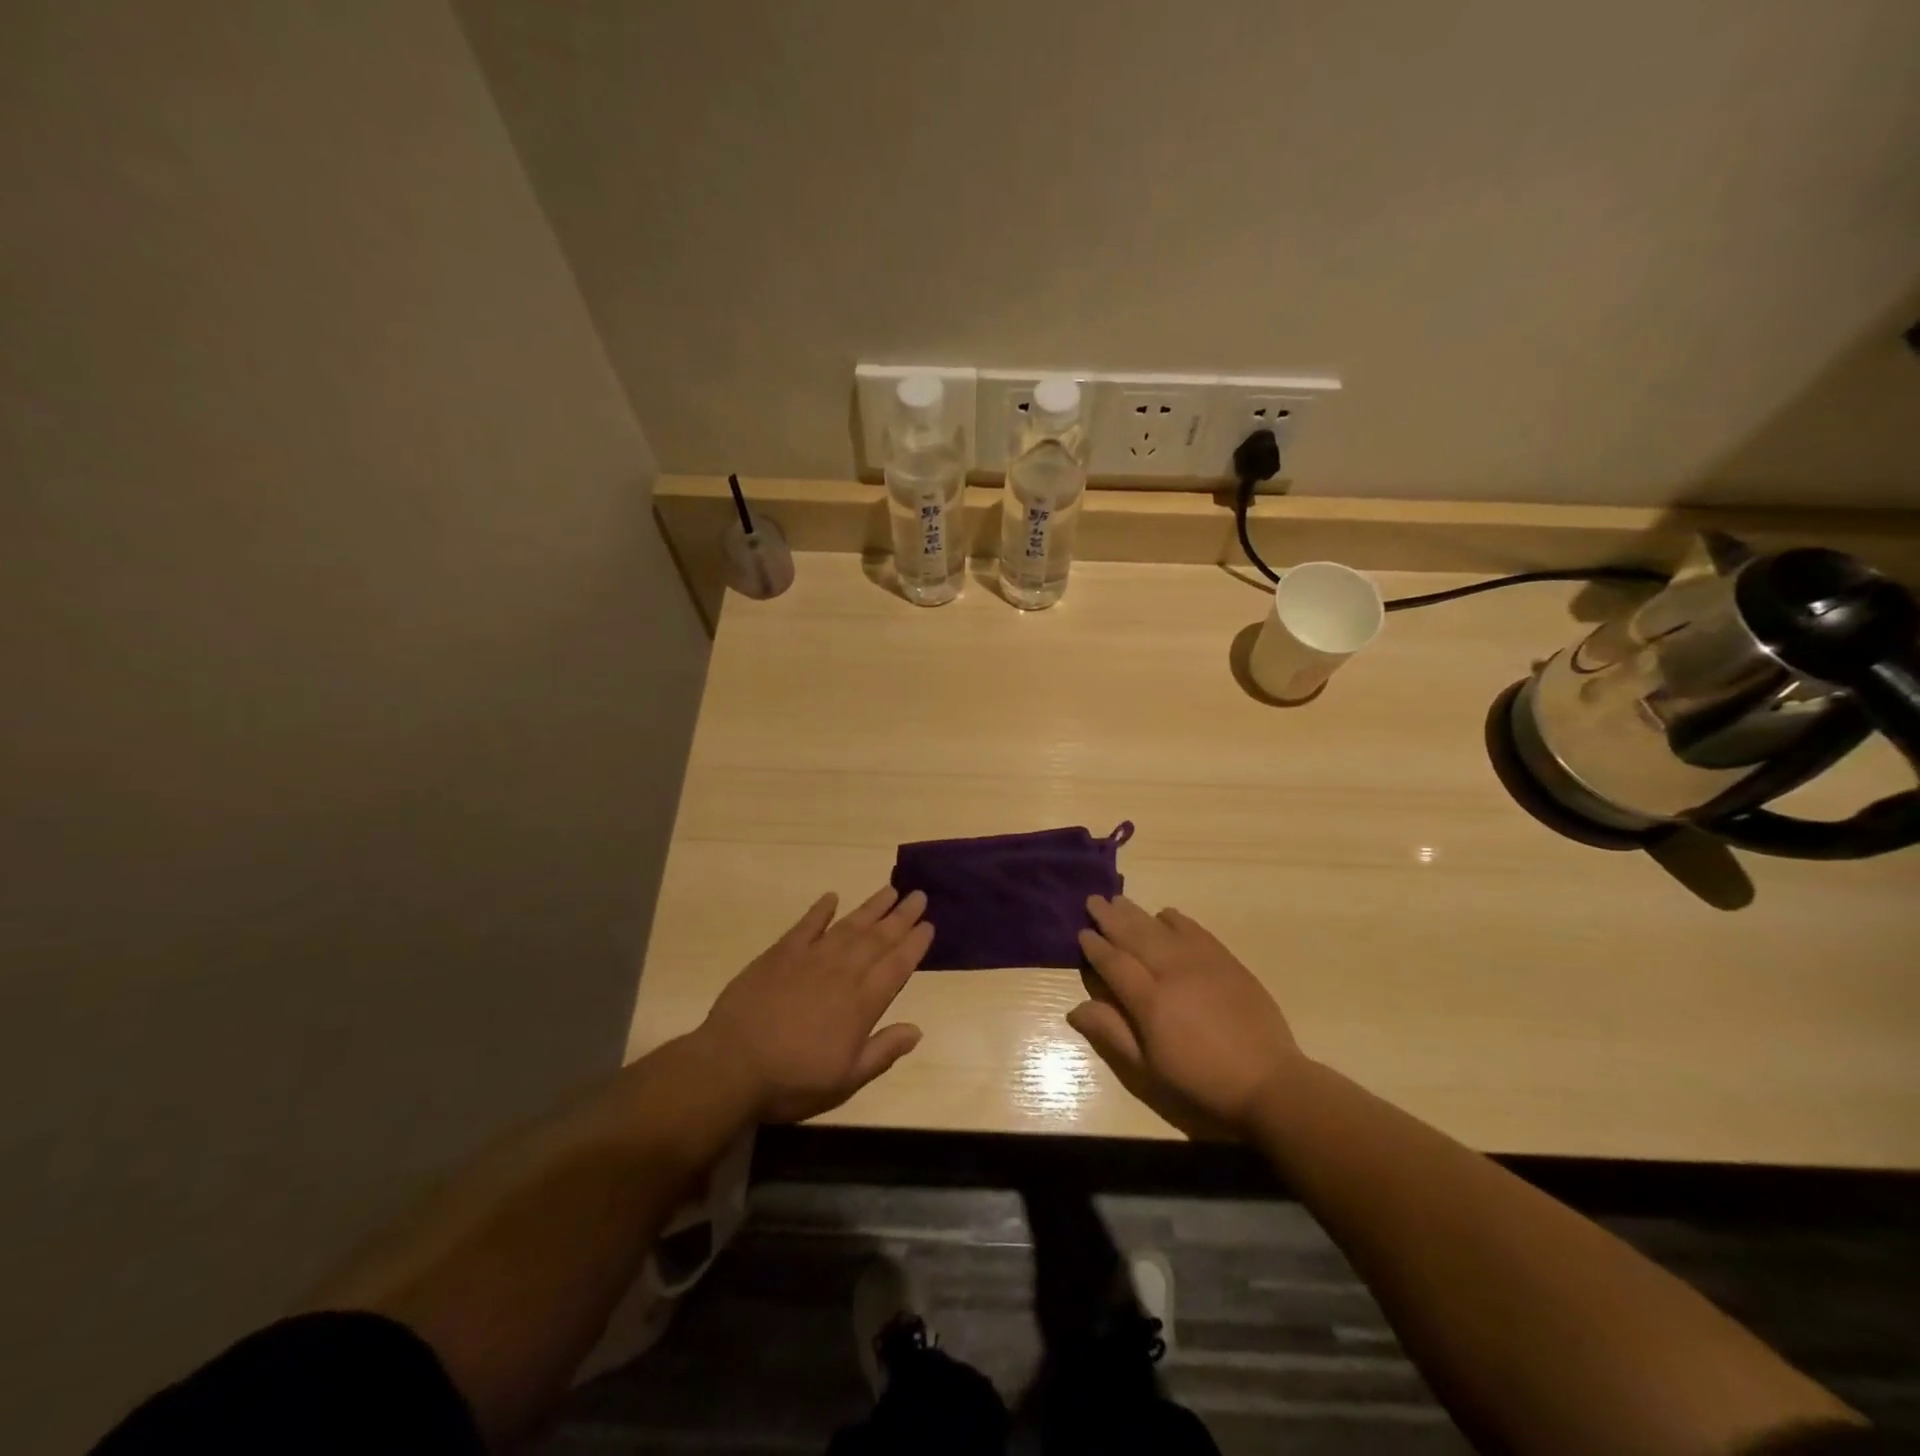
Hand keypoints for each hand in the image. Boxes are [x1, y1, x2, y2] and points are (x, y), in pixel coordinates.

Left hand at [699, 886, 932, 1123]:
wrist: (732, 1066)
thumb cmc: (792, 1081)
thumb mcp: (845, 1080)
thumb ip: (882, 1052)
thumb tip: (916, 1030)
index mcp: (862, 1003)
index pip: (897, 966)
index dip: (915, 944)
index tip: (929, 924)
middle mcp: (842, 972)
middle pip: (878, 938)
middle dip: (901, 917)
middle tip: (919, 895)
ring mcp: (810, 958)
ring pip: (849, 926)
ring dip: (872, 907)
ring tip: (890, 890)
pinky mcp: (780, 954)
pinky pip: (806, 925)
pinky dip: (820, 910)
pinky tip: (832, 897)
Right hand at [1069, 896, 1305, 1136]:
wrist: (1267, 1081)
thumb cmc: (1201, 1082)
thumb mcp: (1148, 1070)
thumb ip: (1112, 1033)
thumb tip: (1074, 1009)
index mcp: (1150, 1002)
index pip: (1114, 963)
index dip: (1095, 947)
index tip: (1082, 932)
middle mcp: (1172, 972)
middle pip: (1134, 936)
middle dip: (1110, 917)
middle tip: (1094, 900)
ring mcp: (1201, 962)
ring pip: (1160, 927)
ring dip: (1137, 912)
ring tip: (1119, 900)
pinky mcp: (1226, 960)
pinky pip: (1194, 929)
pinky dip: (1175, 919)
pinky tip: (1164, 915)